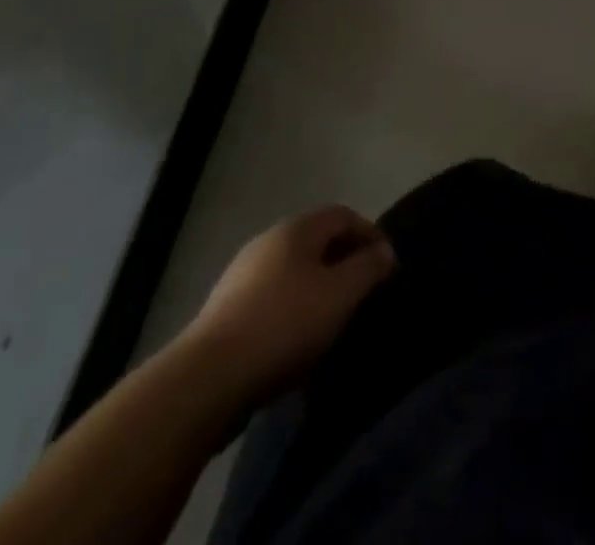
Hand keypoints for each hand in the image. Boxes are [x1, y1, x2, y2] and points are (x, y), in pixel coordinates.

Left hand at [184, 206, 396, 395]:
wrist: (207, 379)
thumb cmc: (284, 325)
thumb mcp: (340, 295)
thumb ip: (368, 268)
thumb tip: (385, 251)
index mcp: (297, 229)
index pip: (343, 215)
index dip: (370, 234)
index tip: (387, 265)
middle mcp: (268, 241)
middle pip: (317, 240)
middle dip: (344, 260)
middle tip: (364, 291)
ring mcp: (242, 274)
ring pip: (294, 270)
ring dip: (318, 286)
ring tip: (334, 318)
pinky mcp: (225, 310)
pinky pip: (272, 296)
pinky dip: (293, 307)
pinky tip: (297, 339)